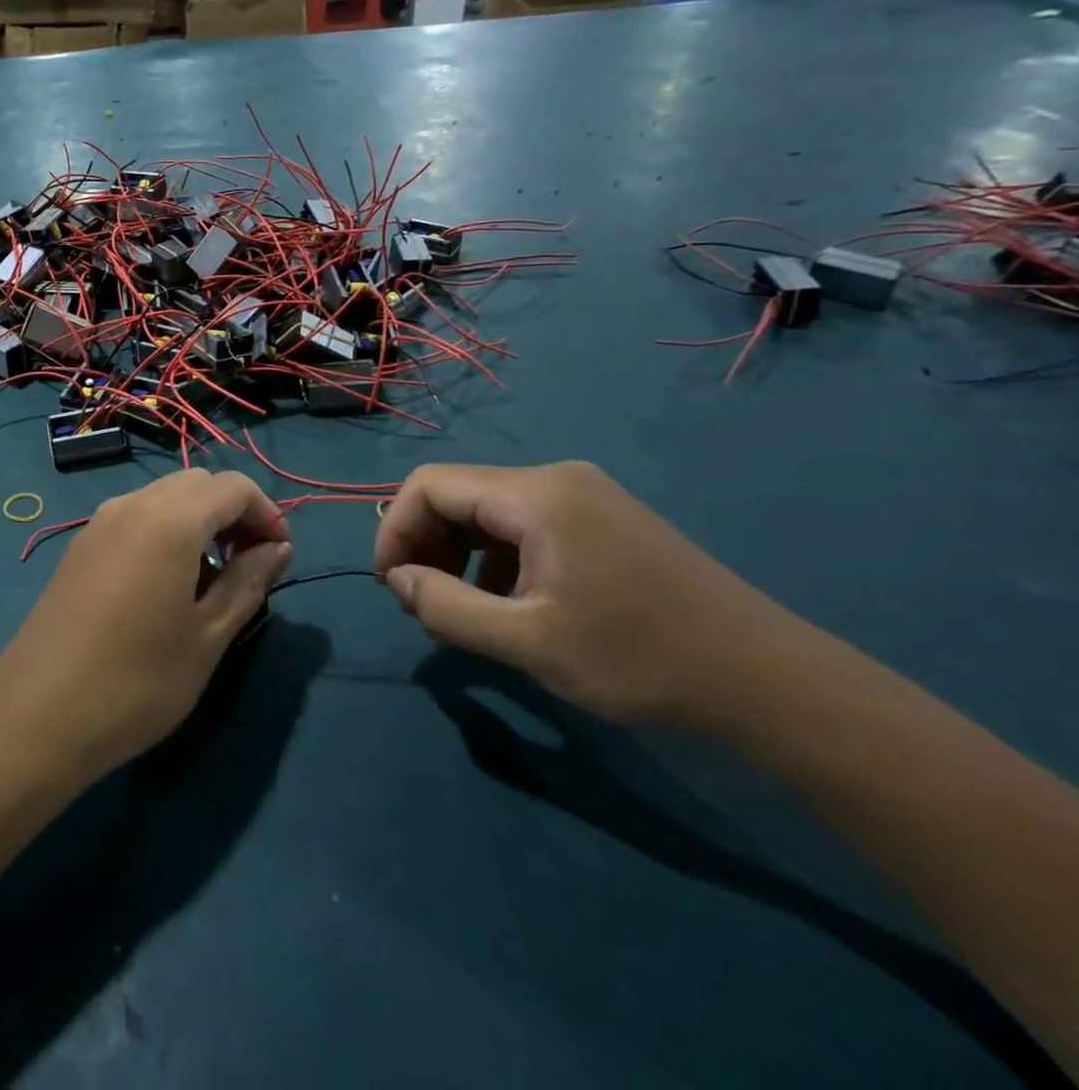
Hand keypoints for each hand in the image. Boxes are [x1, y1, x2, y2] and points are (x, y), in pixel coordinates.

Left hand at [0, 470, 292, 784]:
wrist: (37, 714)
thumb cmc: (137, 681)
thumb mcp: (208, 637)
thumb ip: (248, 583)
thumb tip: (277, 550)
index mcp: (170, 518)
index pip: (235, 486)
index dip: (267, 514)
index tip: (279, 559)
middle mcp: (132, 504)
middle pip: (198, 484)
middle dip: (233, 513)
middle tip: (248, 567)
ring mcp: (99, 523)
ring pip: (164, 498)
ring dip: (198, 522)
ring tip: (209, 580)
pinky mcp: (80, 546)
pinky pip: (135, 517)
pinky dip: (165, 531)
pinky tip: (165, 584)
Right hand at [375, 461, 802, 726]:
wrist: (770, 682)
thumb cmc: (640, 658)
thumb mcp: (528, 642)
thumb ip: (446, 607)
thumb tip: (397, 580)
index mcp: (535, 495)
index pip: (430, 485)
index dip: (396, 529)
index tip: (391, 586)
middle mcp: (555, 479)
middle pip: (458, 494)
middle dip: (425, 543)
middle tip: (422, 603)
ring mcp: (584, 497)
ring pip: (489, 511)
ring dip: (458, 554)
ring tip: (457, 610)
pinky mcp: (603, 520)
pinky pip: (524, 526)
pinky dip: (495, 558)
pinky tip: (506, 604)